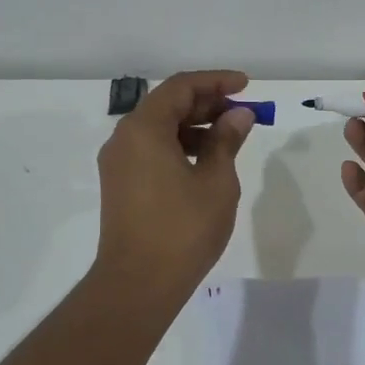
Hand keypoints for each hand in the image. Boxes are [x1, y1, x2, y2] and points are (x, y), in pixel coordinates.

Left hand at [94, 70, 256, 312]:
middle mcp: (124, 138)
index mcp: (144, 129)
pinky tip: (206, 161)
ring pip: (159, 128)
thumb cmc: (182, 229)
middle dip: (207, 103)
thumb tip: (238, 115)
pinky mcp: (120, 184)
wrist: (138, 283)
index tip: (246, 85)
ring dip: (194, 126)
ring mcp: (118, 163)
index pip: (181, 87)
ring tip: (230, 138)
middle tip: (242, 112)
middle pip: (167, 105)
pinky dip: (179, 146)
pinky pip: (151, 150)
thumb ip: (226, 141)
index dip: (216, 81)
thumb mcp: (216, 181)